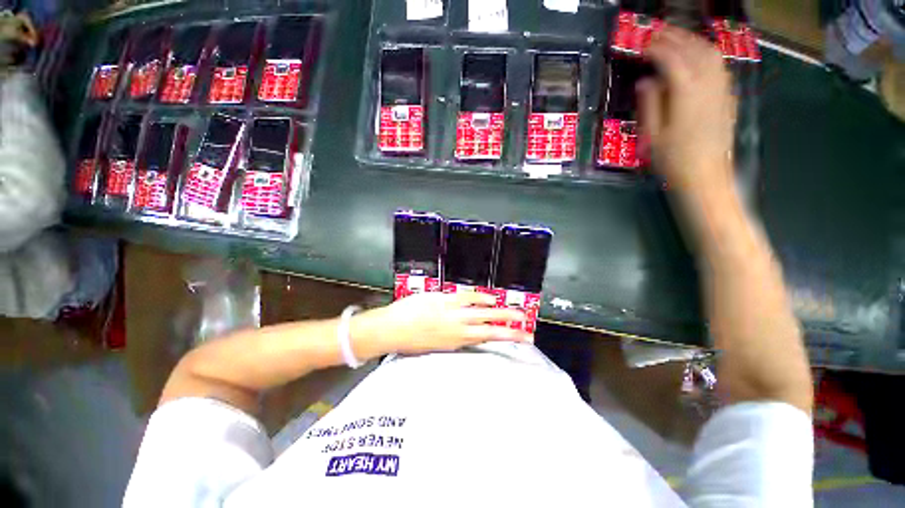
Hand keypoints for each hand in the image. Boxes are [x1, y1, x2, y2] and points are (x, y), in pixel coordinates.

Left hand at [350, 292, 531, 357]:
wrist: (391, 329)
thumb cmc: (409, 340)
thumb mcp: (433, 344)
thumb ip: (449, 337)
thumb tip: (460, 333)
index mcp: (455, 342)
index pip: (484, 339)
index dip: (502, 339)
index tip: (517, 340)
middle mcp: (459, 329)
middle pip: (490, 330)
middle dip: (510, 331)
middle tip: (527, 332)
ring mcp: (454, 313)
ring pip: (484, 314)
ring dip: (502, 313)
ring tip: (518, 314)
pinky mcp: (446, 299)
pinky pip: (469, 298)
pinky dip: (482, 298)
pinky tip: (493, 299)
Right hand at [639, 26, 735, 198]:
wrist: (706, 175)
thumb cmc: (673, 160)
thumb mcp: (653, 136)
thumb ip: (650, 105)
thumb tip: (645, 82)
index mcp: (686, 94)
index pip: (671, 60)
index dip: (656, 49)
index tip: (641, 44)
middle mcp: (708, 85)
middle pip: (693, 50)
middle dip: (674, 38)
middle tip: (656, 33)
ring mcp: (721, 88)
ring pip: (709, 53)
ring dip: (691, 41)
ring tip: (674, 38)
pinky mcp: (727, 95)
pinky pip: (719, 65)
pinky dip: (705, 53)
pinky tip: (695, 54)